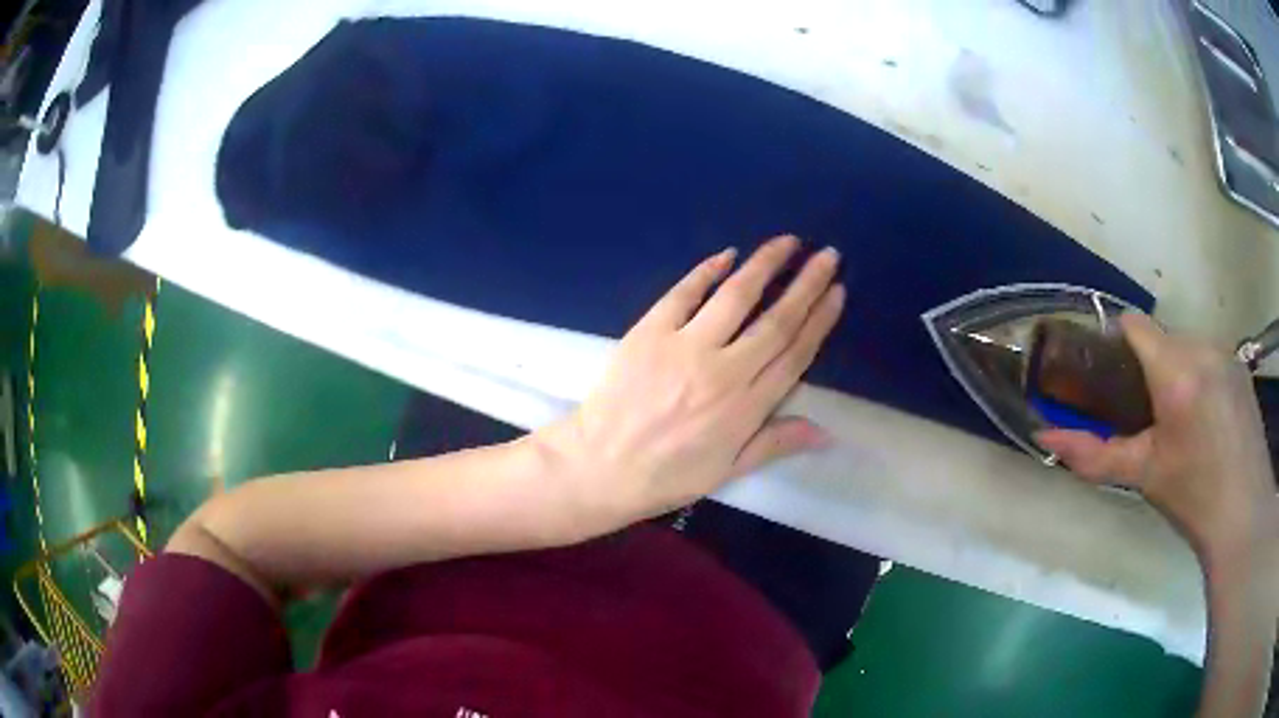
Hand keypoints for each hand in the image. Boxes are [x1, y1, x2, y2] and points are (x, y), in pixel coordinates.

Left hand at [538, 236, 843, 532]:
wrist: (598, 467)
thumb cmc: (665, 476)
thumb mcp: (727, 470)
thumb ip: (776, 443)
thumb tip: (827, 431)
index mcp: (745, 408)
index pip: (794, 354)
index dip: (820, 320)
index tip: (837, 292)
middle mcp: (723, 371)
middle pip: (775, 320)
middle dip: (807, 284)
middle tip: (828, 255)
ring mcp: (684, 346)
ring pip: (736, 297)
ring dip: (765, 265)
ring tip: (788, 242)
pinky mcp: (649, 331)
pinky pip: (684, 293)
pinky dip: (707, 271)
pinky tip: (728, 255)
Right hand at [1036, 314, 1277, 562]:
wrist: (1243, 515)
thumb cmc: (1193, 498)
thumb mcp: (1144, 476)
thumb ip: (1095, 455)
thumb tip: (1045, 439)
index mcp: (1175, 371)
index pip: (1135, 325)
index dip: (1117, 342)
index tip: (1113, 377)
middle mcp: (1202, 347)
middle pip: (1163, 338)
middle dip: (1151, 367)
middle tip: (1150, 416)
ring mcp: (1226, 352)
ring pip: (1188, 346)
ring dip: (1178, 372)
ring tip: (1183, 422)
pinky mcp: (1241, 366)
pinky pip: (1210, 356)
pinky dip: (1201, 377)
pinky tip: (1209, 421)